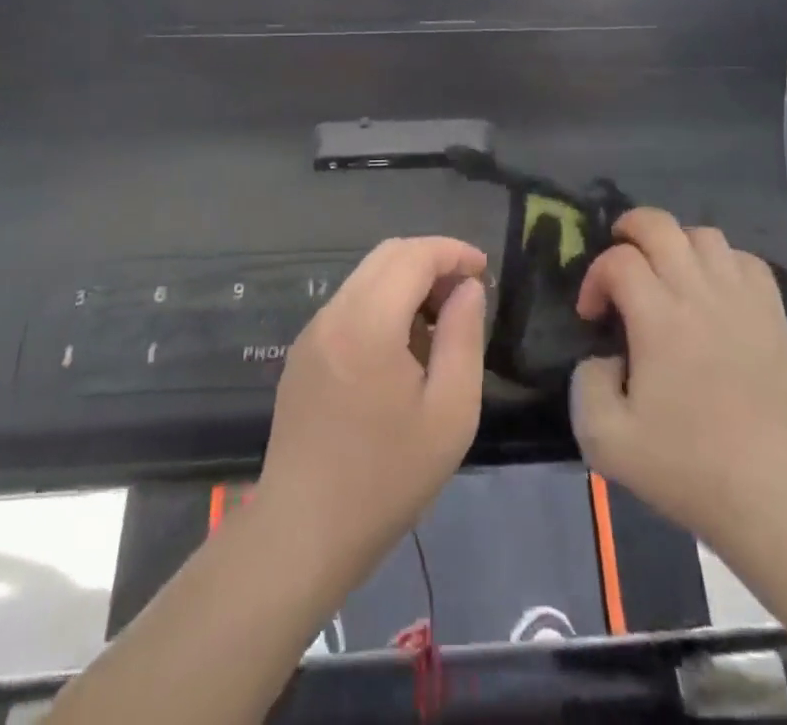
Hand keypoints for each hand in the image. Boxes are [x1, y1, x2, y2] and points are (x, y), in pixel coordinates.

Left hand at [258, 236, 488, 579]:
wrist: (302, 535)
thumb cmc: (387, 478)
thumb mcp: (450, 412)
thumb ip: (463, 337)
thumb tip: (467, 288)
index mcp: (368, 322)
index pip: (414, 254)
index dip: (453, 252)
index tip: (483, 271)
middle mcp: (334, 314)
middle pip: (387, 255)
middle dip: (432, 262)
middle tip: (465, 298)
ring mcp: (312, 332)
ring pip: (367, 277)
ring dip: (407, 283)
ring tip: (438, 329)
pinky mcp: (303, 353)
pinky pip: (350, 305)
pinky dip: (383, 305)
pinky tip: (402, 352)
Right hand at [570, 209, 786, 547]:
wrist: (768, 497)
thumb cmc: (685, 468)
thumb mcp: (604, 439)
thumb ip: (585, 383)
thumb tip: (604, 355)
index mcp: (659, 319)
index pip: (618, 260)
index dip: (595, 277)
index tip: (593, 316)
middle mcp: (701, 294)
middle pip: (660, 225)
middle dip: (629, 230)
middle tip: (620, 262)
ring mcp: (743, 300)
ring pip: (704, 235)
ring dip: (675, 244)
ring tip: (665, 275)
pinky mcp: (773, 314)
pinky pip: (746, 260)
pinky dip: (721, 261)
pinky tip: (712, 290)